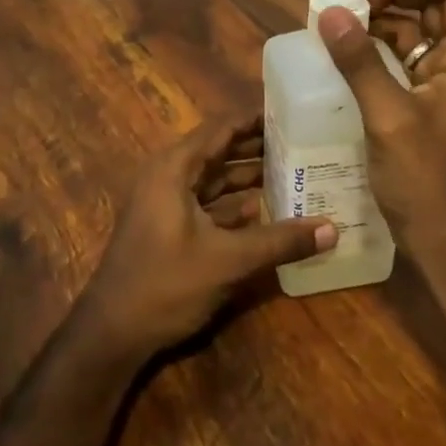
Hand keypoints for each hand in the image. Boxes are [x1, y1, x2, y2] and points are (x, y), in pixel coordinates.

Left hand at [81, 114, 334, 361]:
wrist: (112, 334)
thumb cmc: (165, 284)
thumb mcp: (228, 261)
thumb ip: (280, 241)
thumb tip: (333, 229)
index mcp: (174, 168)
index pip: (221, 128)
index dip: (255, 118)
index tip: (292, 112)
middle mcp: (169, 177)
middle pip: (220, 151)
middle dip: (258, 146)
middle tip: (303, 140)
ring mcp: (168, 203)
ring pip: (216, 179)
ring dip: (250, 176)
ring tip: (294, 169)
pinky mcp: (171, 228)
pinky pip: (210, 204)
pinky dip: (237, 204)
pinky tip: (269, 208)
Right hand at [316, 0, 445, 254]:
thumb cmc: (426, 181)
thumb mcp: (388, 117)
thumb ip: (360, 62)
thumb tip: (331, 12)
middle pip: (438, 0)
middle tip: (352, 5)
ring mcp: (444, 79)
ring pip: (418, 27)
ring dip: (382, 19)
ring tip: (341, 25)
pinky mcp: (426, 98)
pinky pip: (404, 56)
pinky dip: (377, 47)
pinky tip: (346, 54)